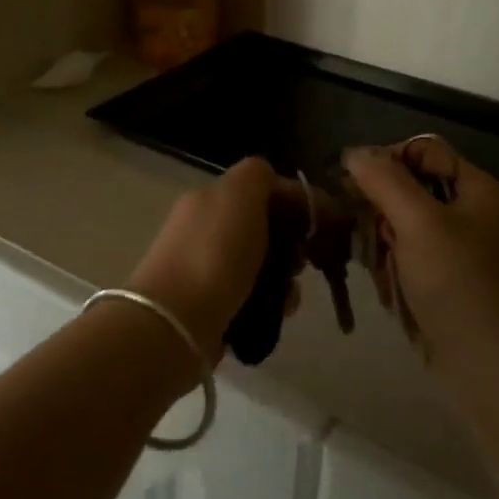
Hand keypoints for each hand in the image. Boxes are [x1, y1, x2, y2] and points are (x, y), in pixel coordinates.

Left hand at [128, 157, 295, 362]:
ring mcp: (205, 270)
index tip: (322, 222)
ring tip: (291, 293)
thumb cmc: (214, 253)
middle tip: (303, 260)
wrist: (176, 322)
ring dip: (284, 276)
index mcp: (209, 199)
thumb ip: (259, 176)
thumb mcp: (239, 194)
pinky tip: (281, 311)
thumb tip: (275, 184)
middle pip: (263, 228)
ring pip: (261, 265)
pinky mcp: (211, 308)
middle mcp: (205, 230)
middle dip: (292, 242)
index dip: (295, 200)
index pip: (261, 189)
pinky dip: (271, 303)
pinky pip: (253, 298)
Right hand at [344, 139, 498, 385]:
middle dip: (384, 210)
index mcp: (480, 190)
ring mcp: (471, 254)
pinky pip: (419, 263)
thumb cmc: (460, 287)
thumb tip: (355, 153)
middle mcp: (478, 215)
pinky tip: (392, 294)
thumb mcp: (418, 223)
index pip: (424, 151)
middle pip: (415, 190)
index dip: (386, 160)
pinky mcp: (460, 287)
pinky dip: (400, 273)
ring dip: (387, 246)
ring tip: (381, 274)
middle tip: (368, 238)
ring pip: (412, 230)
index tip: (352, 186)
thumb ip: (385, 181)